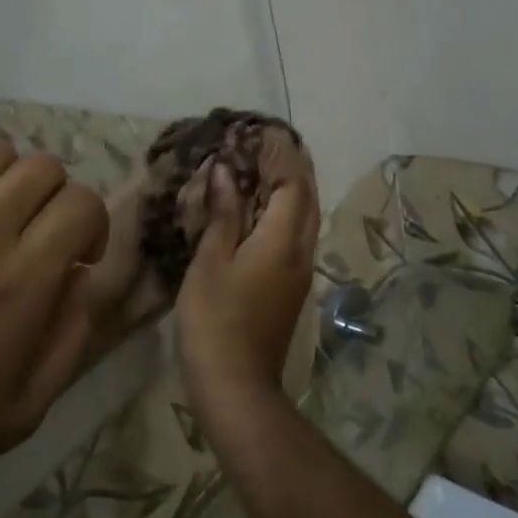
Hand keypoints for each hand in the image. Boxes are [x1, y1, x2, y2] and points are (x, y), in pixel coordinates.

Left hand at [0, 133, 109, 517]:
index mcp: (20, 285)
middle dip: (53, 195)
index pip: (81, 203)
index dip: (91, 224)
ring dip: (2, 176)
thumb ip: (68, 340)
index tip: (76, 256)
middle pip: (39, 166)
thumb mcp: (19, 415)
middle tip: (35, 233)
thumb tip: (85, 280)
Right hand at [176, 163, 320, 405]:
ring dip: (292, 188)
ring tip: (266, 167)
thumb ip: (223, 215)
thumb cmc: (215, 321)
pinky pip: (296, 236)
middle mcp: (301, 251)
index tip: (261, 131)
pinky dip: (285, 212)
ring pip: (305, 218)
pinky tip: (262, 211)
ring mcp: (300, 272)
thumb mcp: (210, 263)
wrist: (237, 386)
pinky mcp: (292, 288)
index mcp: (282, 240)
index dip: (280, 155)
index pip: (292, 183)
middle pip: (307, 198)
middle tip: (268, 143)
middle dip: (293, 166)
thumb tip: (227, 172)